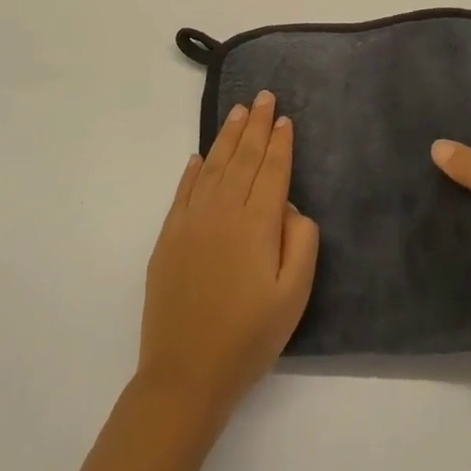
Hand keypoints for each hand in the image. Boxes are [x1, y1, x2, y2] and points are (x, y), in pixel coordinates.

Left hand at [137, 91, 319, 415]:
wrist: (185, 374)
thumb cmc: (248, 338)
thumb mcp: (294, 296)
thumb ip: (302, 243)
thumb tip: (291, 208)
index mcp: (257, 223)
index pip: (272, 170)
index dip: (280, 142)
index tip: (285, 117)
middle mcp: (223, 211)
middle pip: (243, 158)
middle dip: (256, 125)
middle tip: (264, 96)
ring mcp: (191, 221)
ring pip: (214, 166)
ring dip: (228, 136)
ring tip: (239, 112)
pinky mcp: (168, 237)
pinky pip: (184, 191)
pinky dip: (194, 170)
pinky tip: (200, 156)